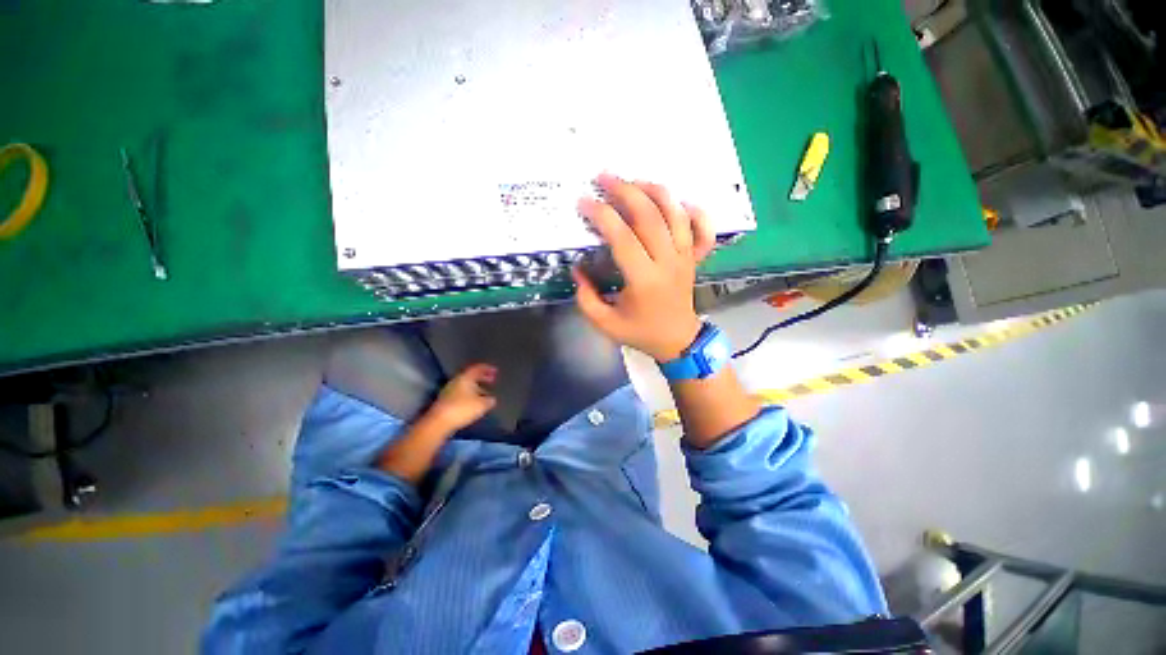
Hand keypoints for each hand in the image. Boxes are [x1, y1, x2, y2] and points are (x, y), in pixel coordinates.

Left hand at [425, 364, 497, 431]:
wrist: (439, 422)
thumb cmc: (463, 409)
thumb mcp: (482, 405)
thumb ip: (490, 400)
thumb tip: (492, 399)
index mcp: (466, 377)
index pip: (478, 368)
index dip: (487, 368)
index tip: (495, 371)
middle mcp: (456, 381)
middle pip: (471, 376)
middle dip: (482, 377)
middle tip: (491, 380)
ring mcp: (449, 391)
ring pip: (465, 385)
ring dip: (475, 387)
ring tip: (485, 393)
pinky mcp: (445, 401)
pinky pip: (460, 393)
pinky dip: (469, 395)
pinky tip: (473, 403)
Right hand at [573, 174, 715, 361]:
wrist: (677, 340)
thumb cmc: (641, 332)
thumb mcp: (605, 323)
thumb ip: (586, 297)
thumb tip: (578, 268)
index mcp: (644, 280)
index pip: (622, 238)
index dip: (602, 215)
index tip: (584, 201)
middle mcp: (668, 262)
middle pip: (649, 216)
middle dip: (625, 191)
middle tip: (603, 177)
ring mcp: (685, 257)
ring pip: (675, 214)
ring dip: (654, 191)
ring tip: (633, 181)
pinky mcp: (694, 258)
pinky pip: (702, 229)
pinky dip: (694, 211)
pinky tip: (678, 202)